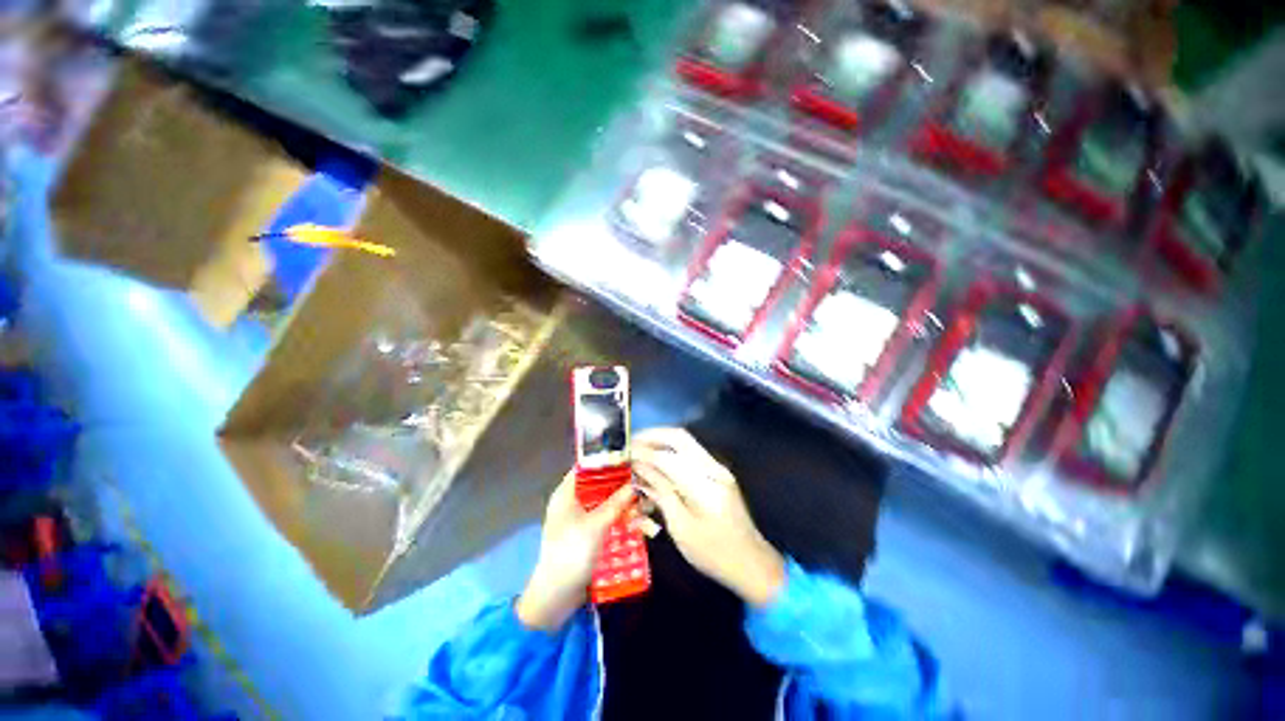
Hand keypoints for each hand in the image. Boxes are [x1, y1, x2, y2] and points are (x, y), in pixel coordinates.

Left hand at [516, 472, 634, 630]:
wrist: (557, 597)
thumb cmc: (571, 553)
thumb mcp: (596, 525)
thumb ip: (616, 503)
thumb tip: (636, 483)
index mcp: (567, 493)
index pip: (588, 466)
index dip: (608, 461)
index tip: (631, 460)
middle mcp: (574, 501)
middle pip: (602, 485)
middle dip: (624, 487)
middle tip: (645, 487)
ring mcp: (582, 518)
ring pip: (609, 503)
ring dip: (627, 506)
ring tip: (647, 510)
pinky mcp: (590, 534)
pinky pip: (609, 520)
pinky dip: (623, 520)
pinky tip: (640, 526)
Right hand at [633, 428, 784, 607]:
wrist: (752, 562)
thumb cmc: (714, 554)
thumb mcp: (682, 528)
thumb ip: (661, 493)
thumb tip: (640, 469)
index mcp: (704, 485)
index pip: (666, 458)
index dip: (642, 453)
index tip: (623, 455)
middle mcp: (713, 468)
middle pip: (679, 437)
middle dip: (652, 435)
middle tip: (630, 443)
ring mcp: (717, 468)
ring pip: (685, 442)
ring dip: (660, 441)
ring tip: (639, 450)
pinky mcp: (717, 473)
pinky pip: (690, 453)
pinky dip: (670, 452)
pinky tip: (656, 463)